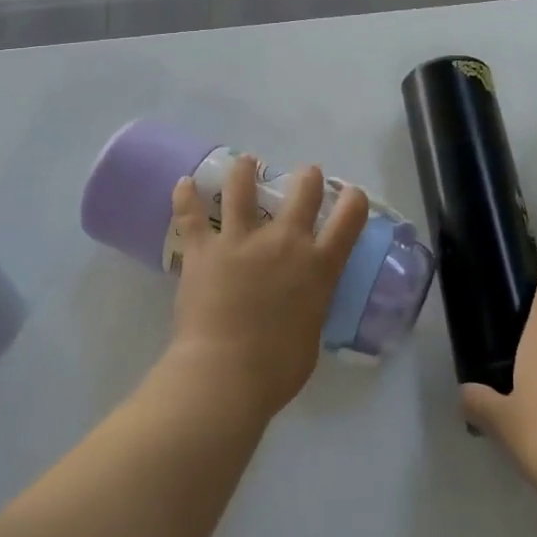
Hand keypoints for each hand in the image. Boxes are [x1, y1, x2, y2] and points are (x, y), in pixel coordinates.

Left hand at [166, 155, 368, 420]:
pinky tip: (183, 183)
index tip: (351, 195)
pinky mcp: (204, 250)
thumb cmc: (277, 369)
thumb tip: (302, 302)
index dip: (353, 201)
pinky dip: (185, 197)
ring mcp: (242, 241)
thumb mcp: (312, 333)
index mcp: (318, 266)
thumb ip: (310, 305)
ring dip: (245, 171)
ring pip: (243, 189)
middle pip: (303, 192)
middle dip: (308, 178)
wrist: (226, 375)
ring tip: (245, 161)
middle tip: (306, 174)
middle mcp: (285, 242)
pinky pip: (191, 216)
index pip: (348, 219)